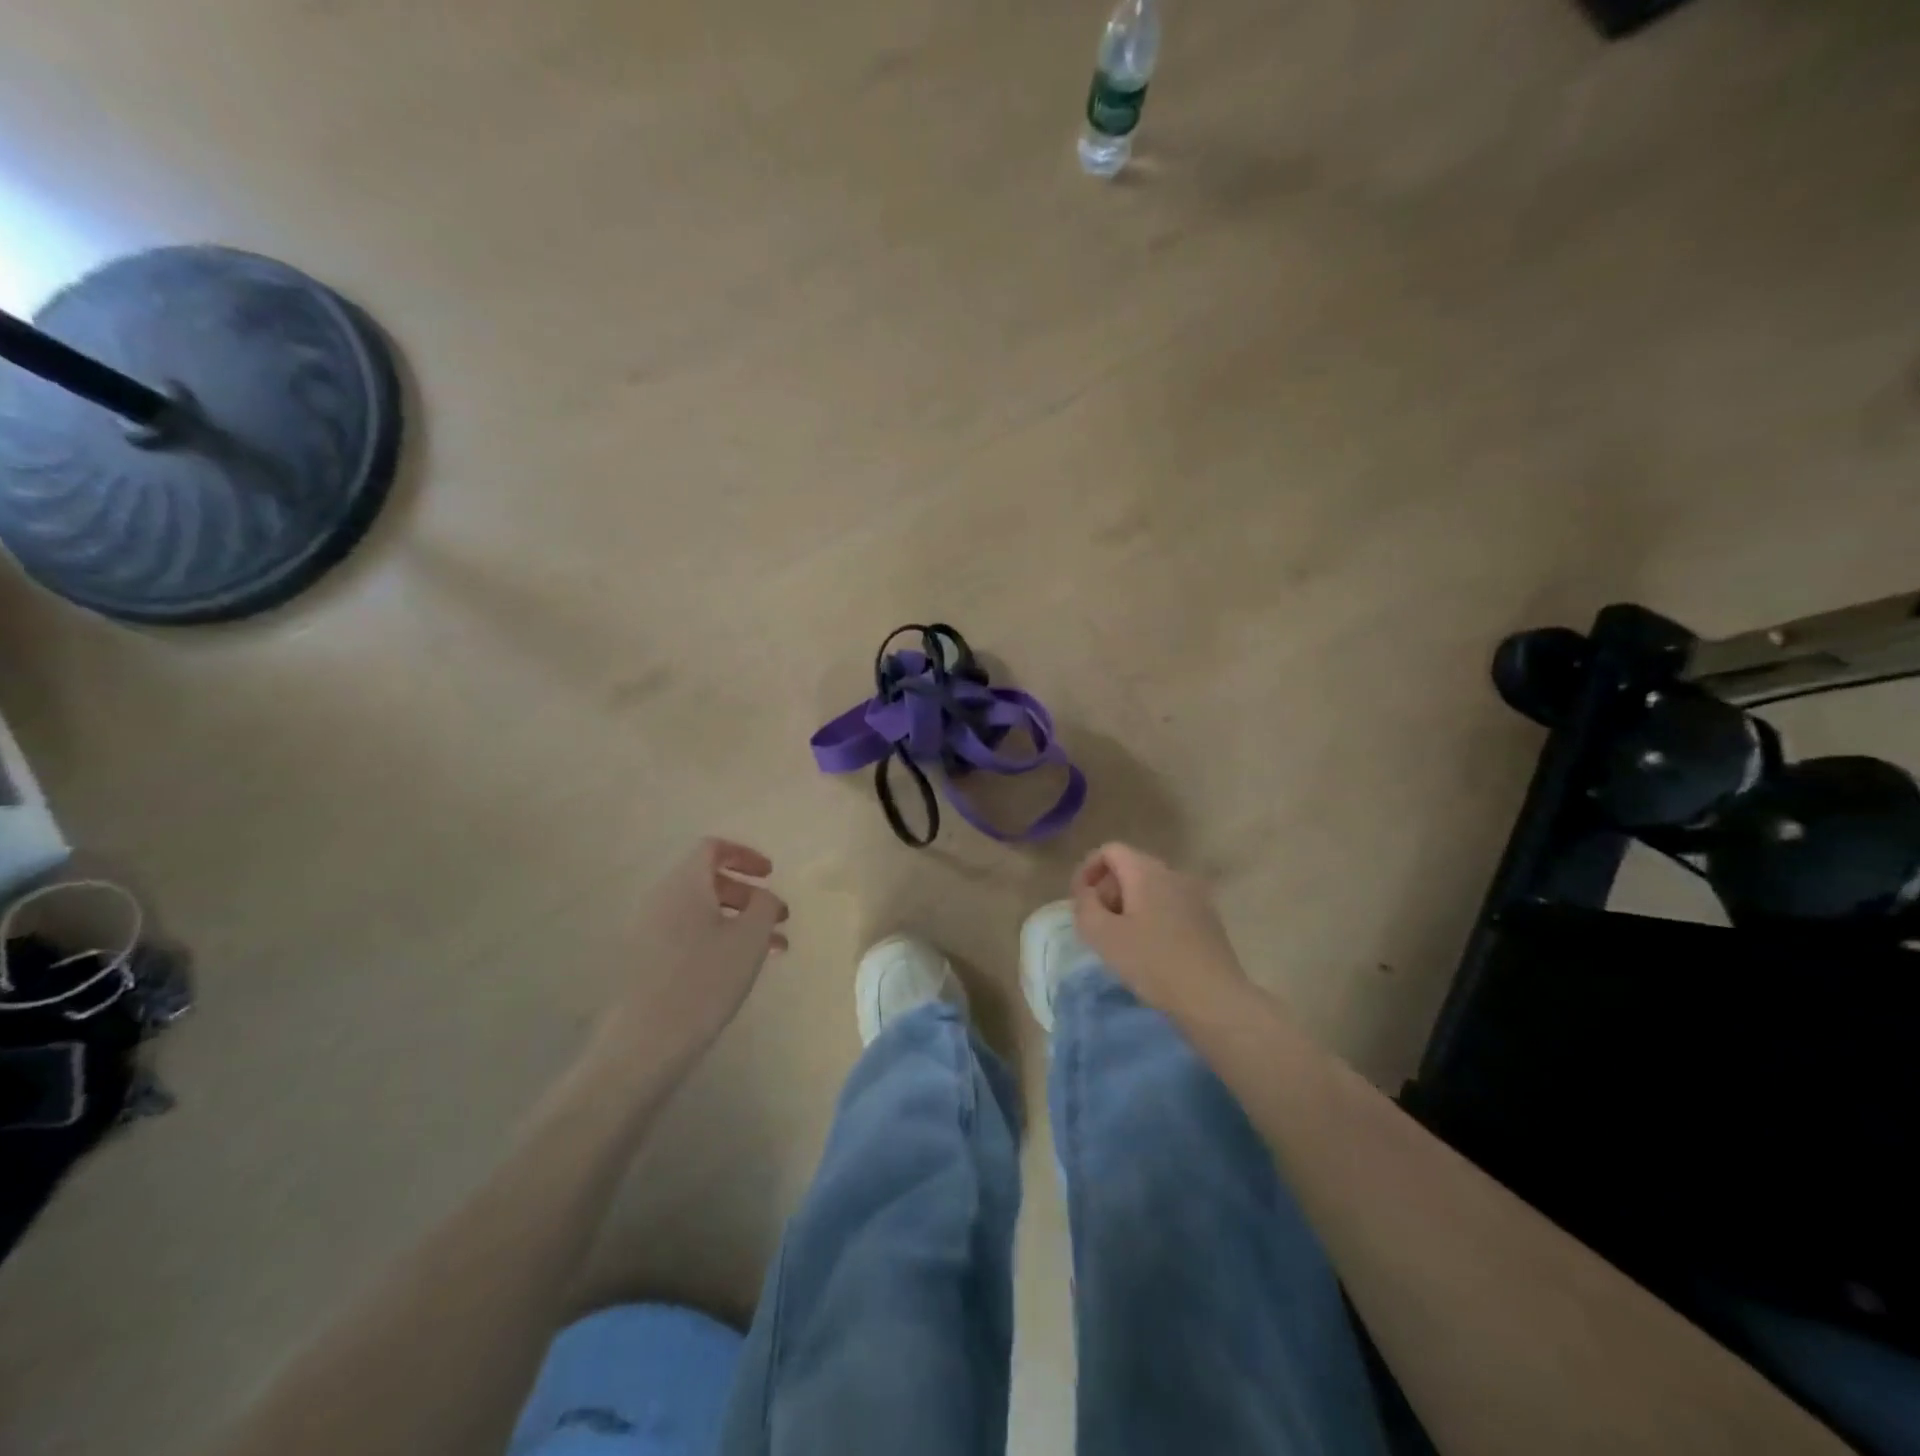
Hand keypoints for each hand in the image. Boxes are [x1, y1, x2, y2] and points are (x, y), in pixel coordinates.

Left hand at [596, 838, 789, 1056]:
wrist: (645, 1042)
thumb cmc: (704, 980)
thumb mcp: (750, 938)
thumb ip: (764, 905)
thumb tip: (762, 896)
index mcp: (684, 884)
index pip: (712, 848)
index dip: (745, 855)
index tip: (770, 875)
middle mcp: (661, 899)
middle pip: (708, 880)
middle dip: (748, 894)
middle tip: (778, 918)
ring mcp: (648, 930)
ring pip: (701, 911)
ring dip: (738, 921)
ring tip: (771, 948)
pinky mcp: (645, 960)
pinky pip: (688, 933)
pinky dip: (717, 938)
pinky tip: (740, 967)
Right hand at [1070, 843, 1248, 1015]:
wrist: (1214, 999)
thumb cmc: (1152, 963)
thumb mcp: (1102, 935)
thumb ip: (1085, 905)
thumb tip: (1088, 893)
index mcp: (1146, 871)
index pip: (1110, 850)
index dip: (1087, 870)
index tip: (1080, 901)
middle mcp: (1173, 874)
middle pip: (1131, 867)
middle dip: (1108, 890)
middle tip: (1098, 925)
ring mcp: (1195, 895)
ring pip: (1151, 888)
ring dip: (1129, 906)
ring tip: (1122, 941)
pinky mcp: (1208, 918)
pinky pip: (1170, 905)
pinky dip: (1152, 917)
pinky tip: (1151, 950)